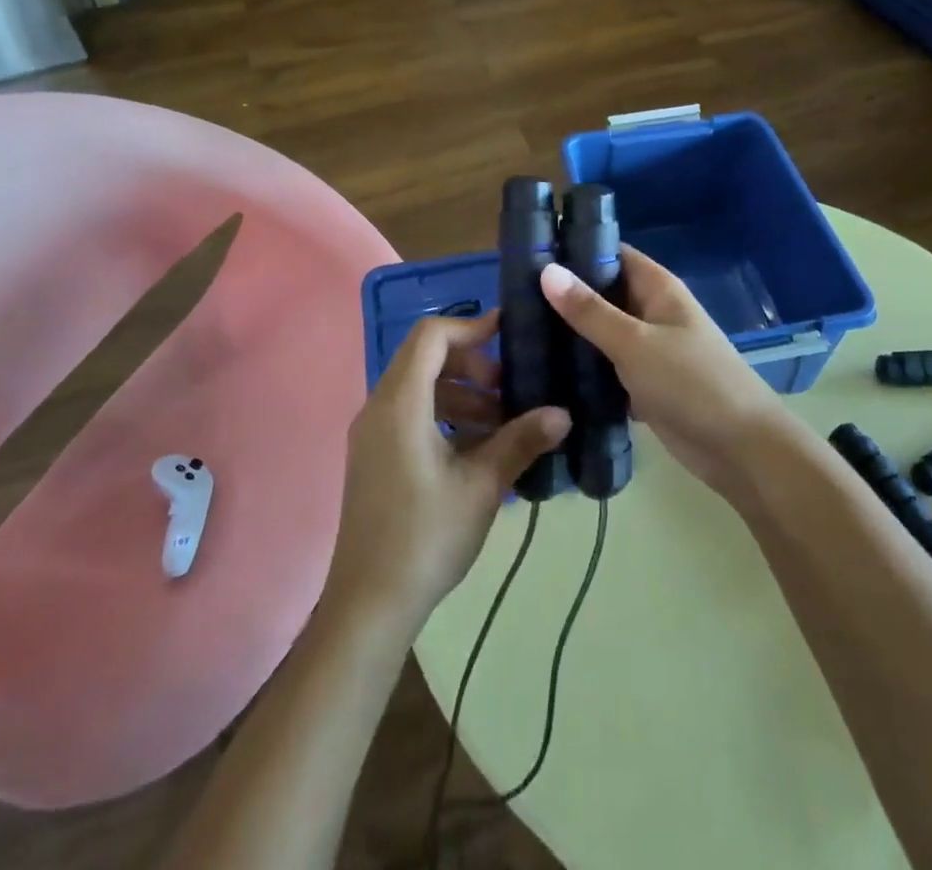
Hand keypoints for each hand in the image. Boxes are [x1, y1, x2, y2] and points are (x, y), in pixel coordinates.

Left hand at [323, 312, 569, 637]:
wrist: (368, 605)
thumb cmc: (426, 537)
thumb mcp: (482, 486)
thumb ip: (521, 441)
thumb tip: (563, 414)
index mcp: (400, 404)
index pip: (431, 336)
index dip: (471, 326)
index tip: (509, 334)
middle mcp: (379, 408)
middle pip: (425, 359)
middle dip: (472, 366)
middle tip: (510, 390)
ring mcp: (373, 434)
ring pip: (420, 389)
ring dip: (462, 395)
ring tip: (503, 424)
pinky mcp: (375, 457)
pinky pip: (411, 416)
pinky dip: (445, 417)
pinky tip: (479, 450)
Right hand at [540, 247, 783, 493]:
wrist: (740, 450)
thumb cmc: (691, 383)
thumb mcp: (635, 343)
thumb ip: (590, 311)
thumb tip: (546, 270)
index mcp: (657, 288)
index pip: (612, 254)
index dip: (575, 250)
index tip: (530, 253)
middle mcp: (652, 312)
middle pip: (603, 293)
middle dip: (565, 296)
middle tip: (512, 299)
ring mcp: (649, 349)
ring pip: (602, 332)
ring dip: (571, 334)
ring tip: (518, 332)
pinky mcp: (644, 383)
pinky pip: (607, 366)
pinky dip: (584, 368)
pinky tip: (545, 373)